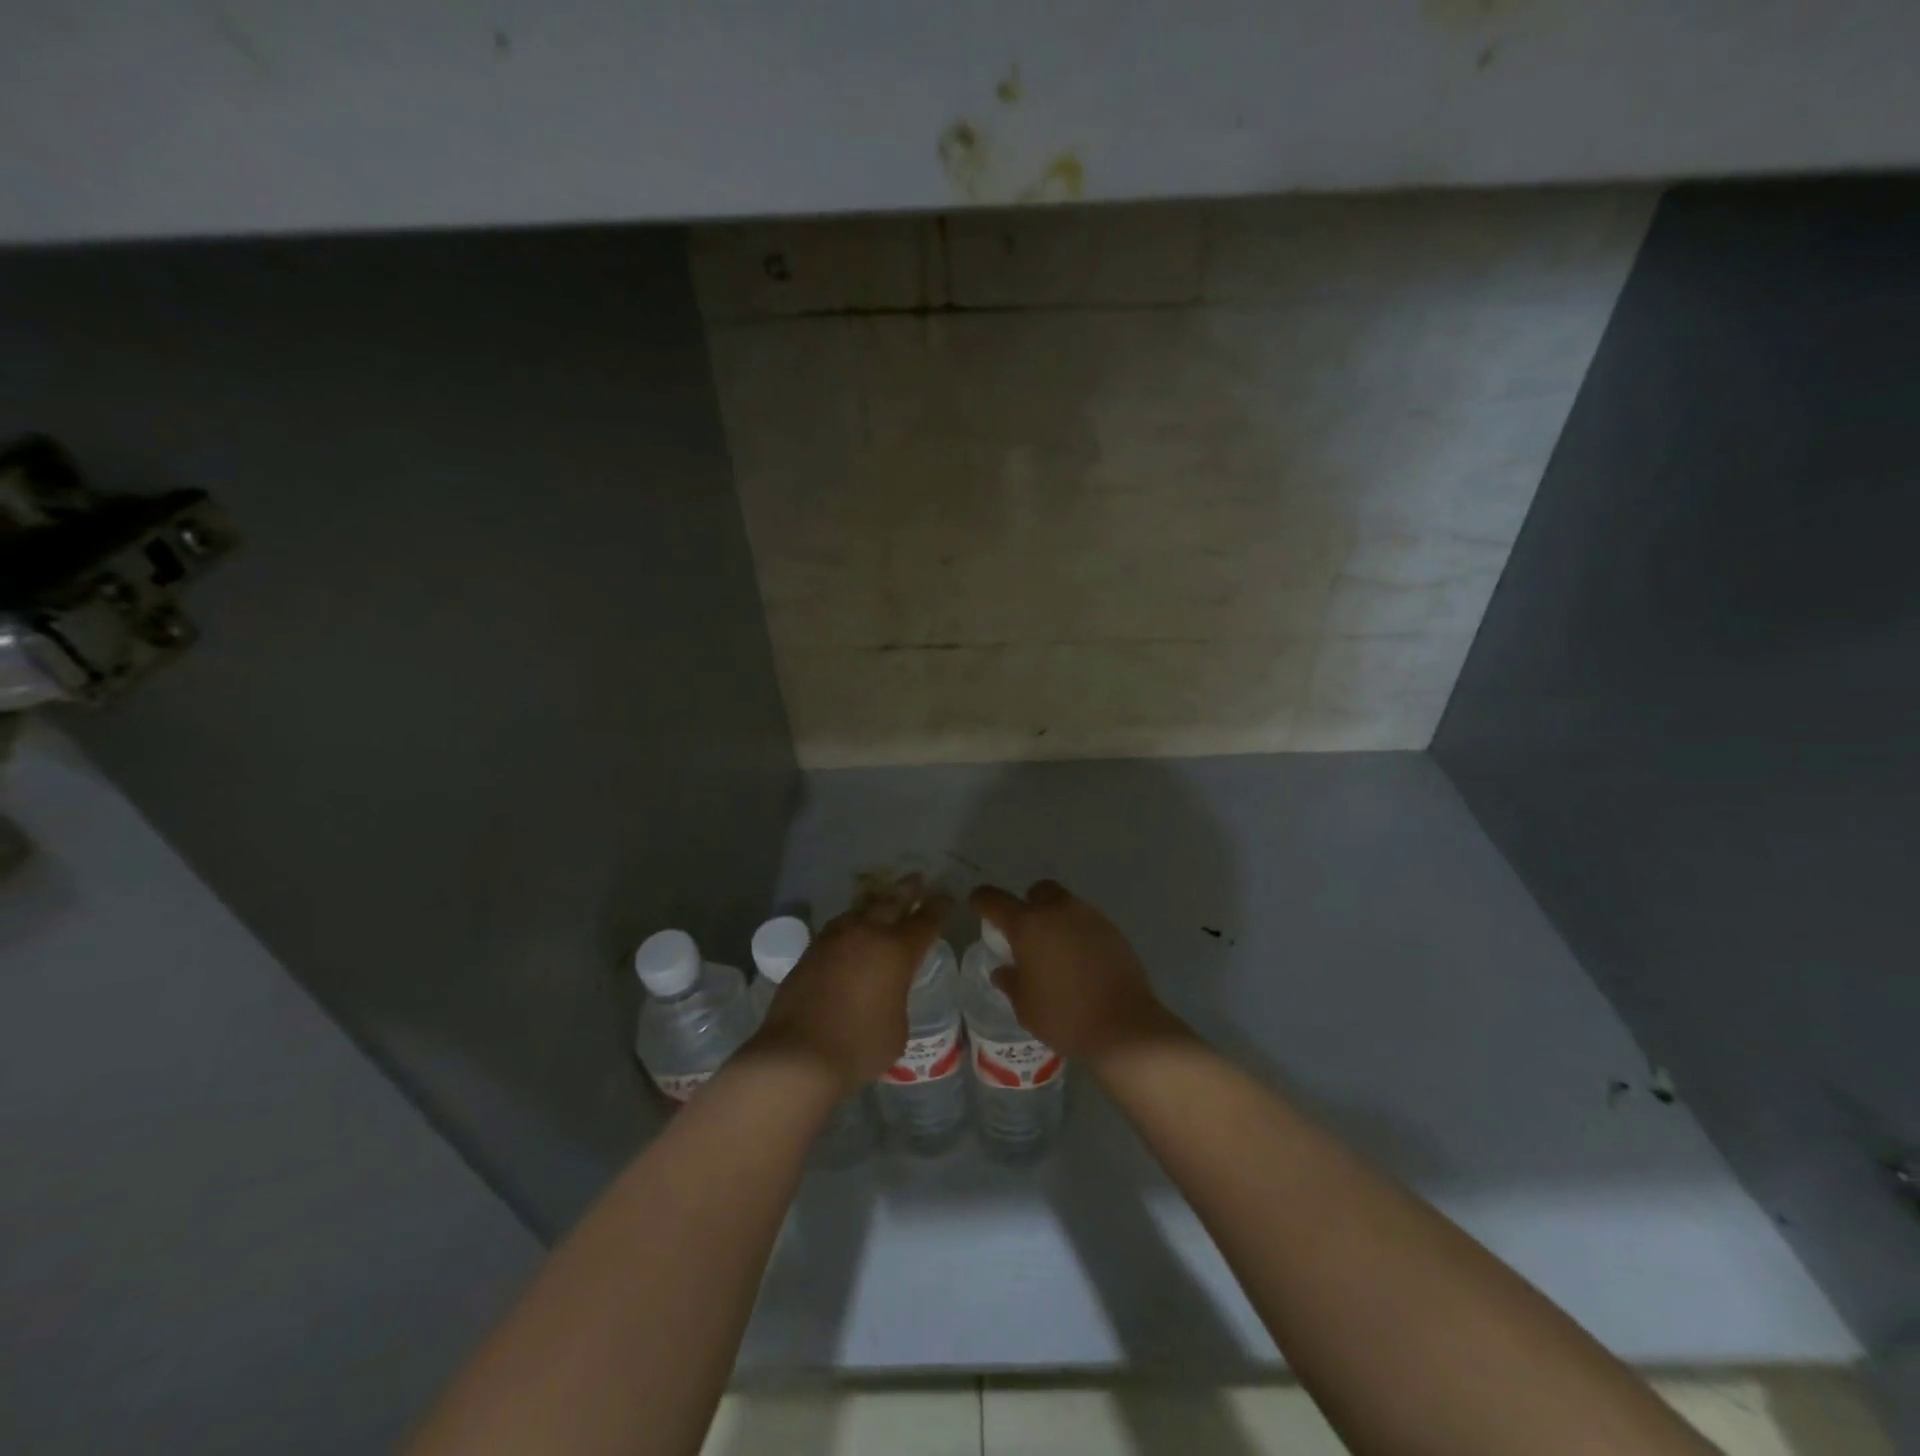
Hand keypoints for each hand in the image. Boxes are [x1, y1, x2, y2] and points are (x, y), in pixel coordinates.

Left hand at [754, 875, 951, 1094]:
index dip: (938, 908)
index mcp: (897, 950)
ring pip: (860, 909)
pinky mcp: (811, 952)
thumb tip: (886, 992)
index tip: (945, 898)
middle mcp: (867, 934)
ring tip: (881, 898)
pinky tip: (850, 930)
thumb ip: (897, 998)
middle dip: (907, 890)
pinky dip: (851, 923)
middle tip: (916, 879)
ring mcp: (835, 939)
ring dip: (875, 902)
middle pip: (892, 902)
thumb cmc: (860, 1046)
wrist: (799, 1055)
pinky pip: (838, 927)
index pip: (925, 921)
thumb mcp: (898, 1027)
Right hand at [968, 880, 1185, 1064]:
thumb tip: (1003, 970)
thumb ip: (1011, 982)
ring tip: (1054, 949)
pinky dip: (1076, 932)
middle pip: (1037, 891)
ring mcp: (1088, 917)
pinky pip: (1086, 921)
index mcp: (1028, 925)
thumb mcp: (1025, 1007)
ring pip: (1064, 903)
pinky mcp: (1112, 929)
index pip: (994, 900)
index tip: (977, 905)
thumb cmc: (1064, 1017)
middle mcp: (1057, 911)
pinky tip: (1079, 960)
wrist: (1124, 1026)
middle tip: (1025, 932)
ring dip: (1054, 917)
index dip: (981, 900)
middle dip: (1027, 903)